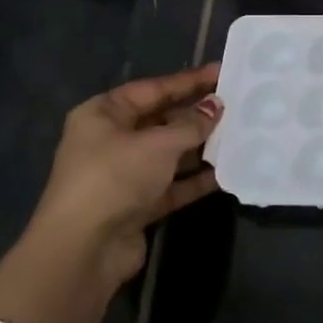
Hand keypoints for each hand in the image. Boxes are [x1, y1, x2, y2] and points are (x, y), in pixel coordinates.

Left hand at [26, 64, 223, 287]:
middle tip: (237, 104)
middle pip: (161, 120)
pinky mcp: (137, 205)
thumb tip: (216, 106)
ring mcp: (124, 174)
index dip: (189, 81)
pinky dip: (196, 179)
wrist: (83, 250)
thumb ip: (191, 124)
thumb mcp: (158, 144)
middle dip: (197, 114)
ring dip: (201, 147)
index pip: (153, 89)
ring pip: (170, 153)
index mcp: (104, 114)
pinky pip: (173, 185)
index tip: (222, 72)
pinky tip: (227, 171)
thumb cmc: (115, 178)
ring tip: (239, 134)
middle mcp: (111, 140)